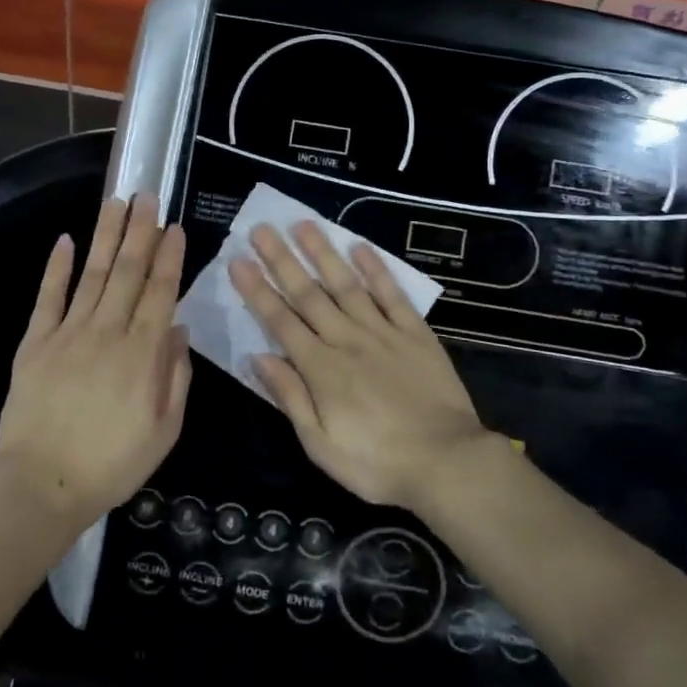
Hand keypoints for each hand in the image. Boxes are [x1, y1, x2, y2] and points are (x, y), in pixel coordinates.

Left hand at [0, 195, 189, 522]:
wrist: (42, 485)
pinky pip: (48, 296)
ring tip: (117, 201)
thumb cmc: (112, 463)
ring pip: (92, 274)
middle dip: (140, 231)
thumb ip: (176, 377)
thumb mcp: (164, 431)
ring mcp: (68, 333)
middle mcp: (108, 332)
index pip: (161, 292)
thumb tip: (178, 330)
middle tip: (147, 196)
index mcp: (142, 353)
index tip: (175, 227)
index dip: (169, 257)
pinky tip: (66, 240)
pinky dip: (57, 267)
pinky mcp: (36, 341)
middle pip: (128, 271)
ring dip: (106, 235)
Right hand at [230, 222, 487, 511]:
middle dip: (281, 260)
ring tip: (304, 224)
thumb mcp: (321, 445)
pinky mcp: (415, 333)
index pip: (280, 320)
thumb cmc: (377, 463)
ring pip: (346, 284)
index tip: (238, 260)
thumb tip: (259, 357)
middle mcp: (347, 340)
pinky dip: (376, 270)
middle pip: (308, 294)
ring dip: (323, 253)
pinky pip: (392, 295)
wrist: (447, 463)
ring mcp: (383, 332)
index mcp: (321, 368)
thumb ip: (290, 397)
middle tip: (261, 228)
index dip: (257, 290)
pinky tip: (361, 248)